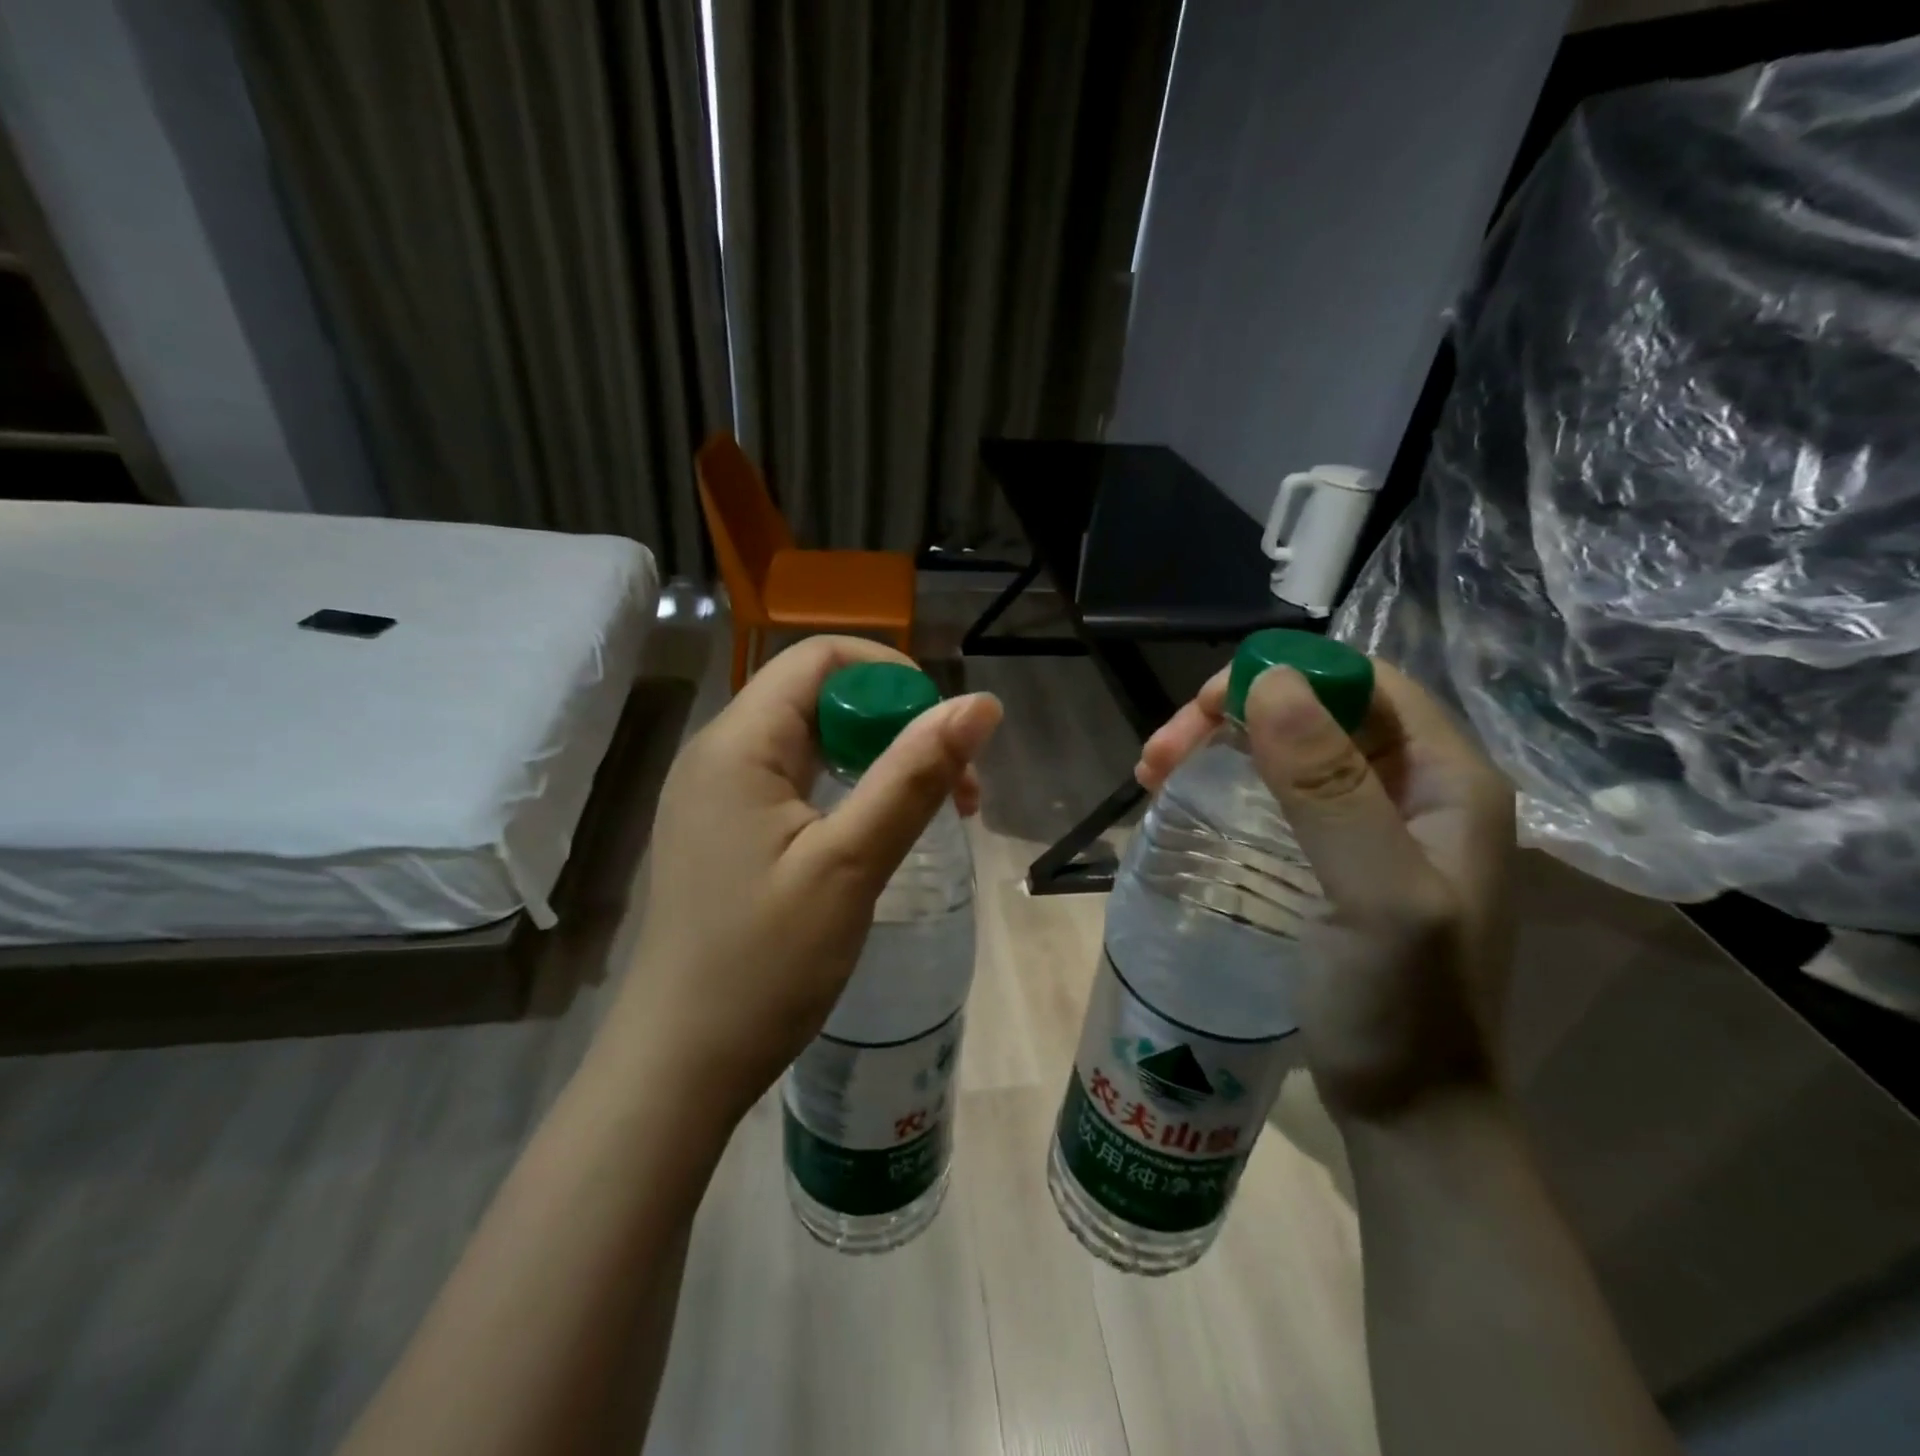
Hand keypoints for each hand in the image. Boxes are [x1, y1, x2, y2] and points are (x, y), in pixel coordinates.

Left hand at [604, 636, 1001, 1126]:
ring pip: (812, 741)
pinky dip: (848, 789)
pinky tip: (879, 831)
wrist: (680, 1065)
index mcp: (738, 743)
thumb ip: (913, 777)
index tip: (945, 734)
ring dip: (878, 759)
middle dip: (895, 724)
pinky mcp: (726, 831)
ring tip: (934, 811)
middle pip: (819, 696)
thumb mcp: (850, 865)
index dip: (893, 677)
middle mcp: (720, 753)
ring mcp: (718, 795)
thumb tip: (979, 704)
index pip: (821, 658)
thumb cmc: (764, 966)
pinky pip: (795, 781)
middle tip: (955, 788)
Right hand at [1138, 660, 1515, 1121]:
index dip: (1282, 677)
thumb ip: (1329, 788)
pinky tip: (1182, 799)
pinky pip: (1278, 793)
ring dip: (1219, 747)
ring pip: (1290, 749)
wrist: (1411, 1114)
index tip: (1204, 710)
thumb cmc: (1401, 1010)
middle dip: (1232, 717)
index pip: (1362, 683)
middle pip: (1317, 712)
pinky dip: (1226, 784)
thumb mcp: (1373, 896)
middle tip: (1159, 753)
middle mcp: (1417, 789)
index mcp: (1449, 780)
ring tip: (1153, 774)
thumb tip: (1271, 681)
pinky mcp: (1338, 857)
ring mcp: (1376, 824)